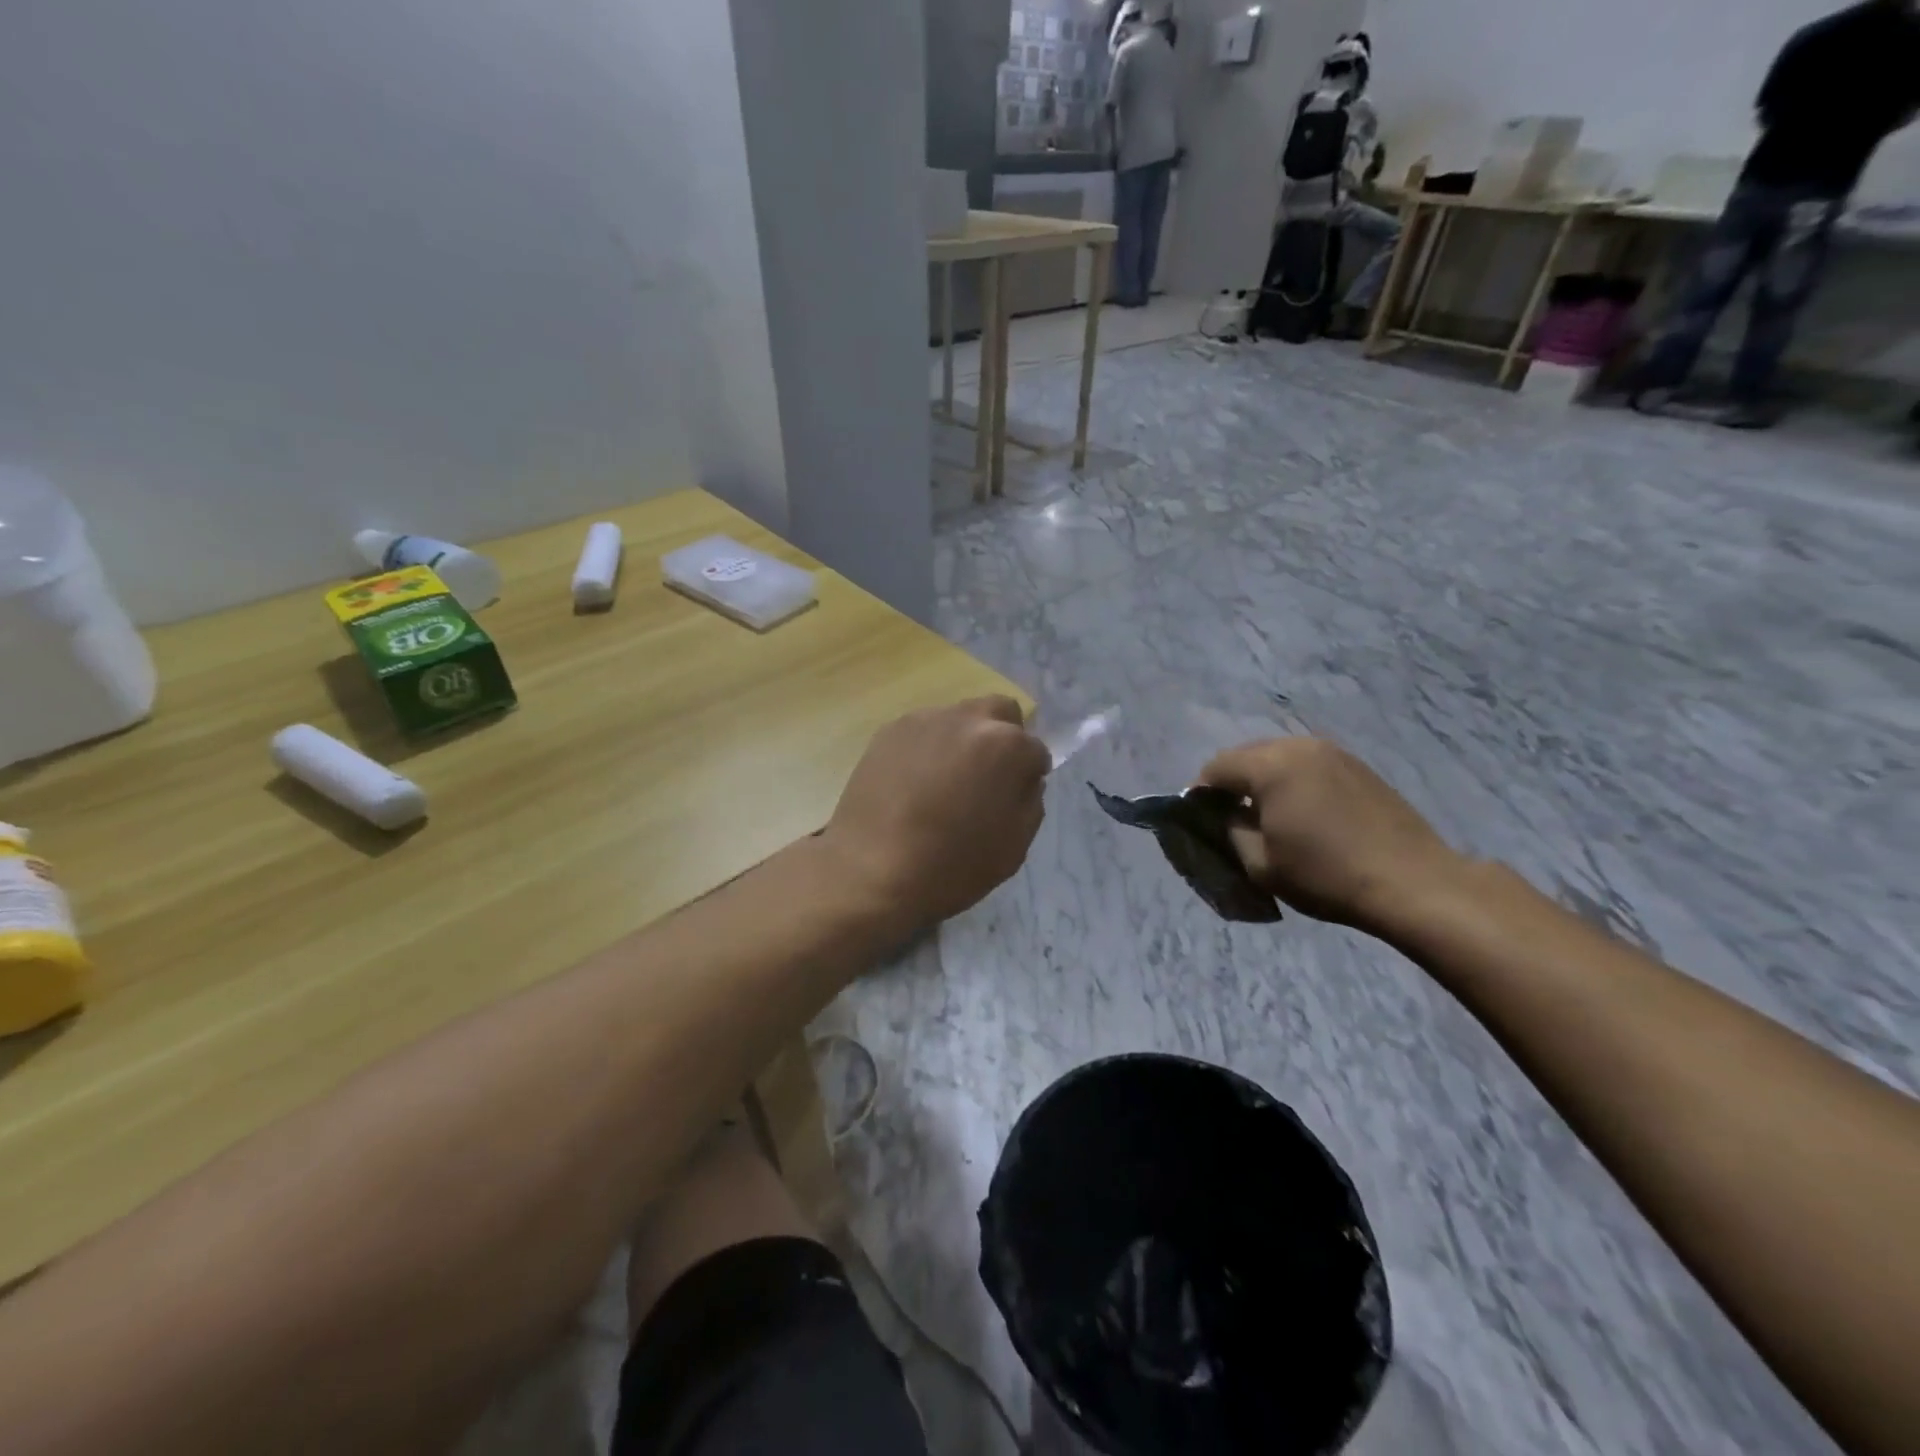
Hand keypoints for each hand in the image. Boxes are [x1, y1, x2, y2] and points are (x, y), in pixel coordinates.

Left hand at [825, 697, 1049, 929]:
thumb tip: (1023, 780)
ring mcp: (924, 720)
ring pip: (959, 718)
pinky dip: (929, 749)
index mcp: (1006, 745)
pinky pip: (923, 731)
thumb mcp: (1014, 847)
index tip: (1014, 798)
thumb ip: (1029, 801)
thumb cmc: (951, 866)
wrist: (870, 871)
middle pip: (1000, 712)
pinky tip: (914, 783)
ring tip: (944, 783)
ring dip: (963, 741)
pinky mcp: (889, 730)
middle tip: (987, 776)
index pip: (1035, 750)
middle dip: (1003, 737)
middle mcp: (968, 719)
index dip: (1030, 776)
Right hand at [1198, 737, 1467, 936]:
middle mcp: (1298, 746)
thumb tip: (1225, 814)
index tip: (1202, 821)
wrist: (1413, 883)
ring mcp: (1333, 751)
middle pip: (1246, 755)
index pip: (1216, 767)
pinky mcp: (1357, 764)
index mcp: (1270, 766)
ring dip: (1264, 780)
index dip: (1201, 794)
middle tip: (1233, 819)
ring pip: (1278, 756)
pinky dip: (1294, 780)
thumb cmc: (1327, 875)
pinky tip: (1304, 812)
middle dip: (1232, 783)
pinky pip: (1308, 763)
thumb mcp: (1260, 863)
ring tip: (1269, 815)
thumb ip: (1230, 830)